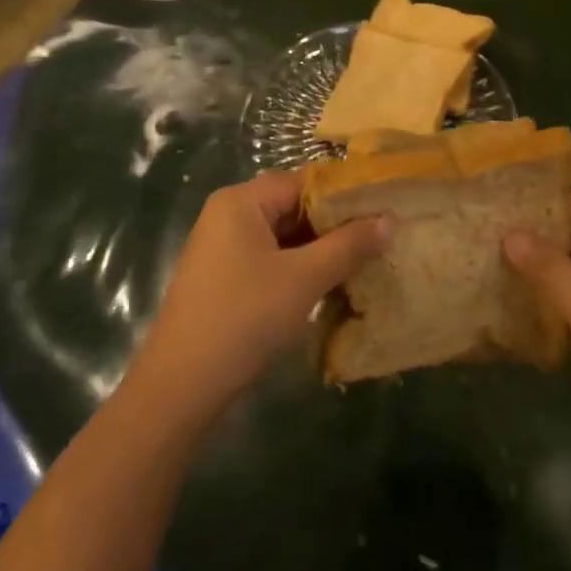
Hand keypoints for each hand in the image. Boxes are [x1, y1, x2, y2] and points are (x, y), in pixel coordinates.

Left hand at [129, 171, 390, 425]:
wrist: (181, 388)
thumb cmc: (244, 318)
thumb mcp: (304, 279)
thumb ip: (348, 246)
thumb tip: (389, 219)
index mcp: (241, 201)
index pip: (303, 182)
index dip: (344, 195)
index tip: (383, 209)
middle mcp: (229, 215)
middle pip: (293, 207)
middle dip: (334, 224)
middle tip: (380, 238)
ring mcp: (223, 248)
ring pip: (284, 237)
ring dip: (320, 250)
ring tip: (364, 261)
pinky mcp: (225, 279)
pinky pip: (271, 260)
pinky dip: (300, 268)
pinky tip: (330, 285)